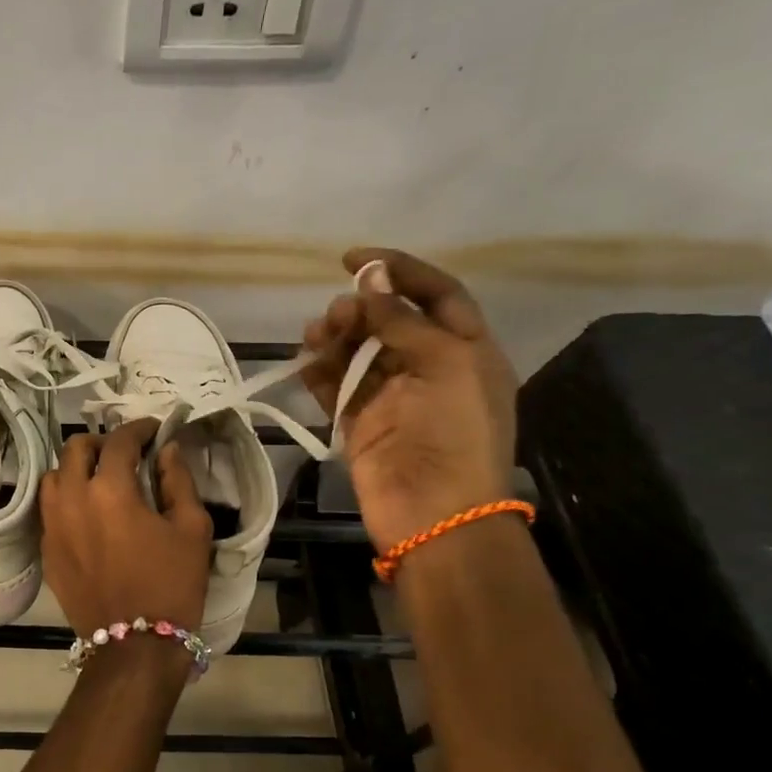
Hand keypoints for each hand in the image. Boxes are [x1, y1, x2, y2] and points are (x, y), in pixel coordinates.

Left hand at [39, 418, 212, 639]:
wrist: (135, 647)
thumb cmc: (171, 585)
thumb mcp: (191, 529)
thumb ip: (178, 481)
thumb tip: (166, 451)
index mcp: (109, 489)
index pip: (119, 441)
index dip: (138, 429)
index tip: (153, 430)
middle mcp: (71, 499)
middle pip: (74, 449)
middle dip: (101, 443)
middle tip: (125, 454)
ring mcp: (53, 526)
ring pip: (54, 477)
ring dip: (76, 468)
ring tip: (100, 479)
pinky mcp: (46, 550)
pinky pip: (49, 509)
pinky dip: (66, 498)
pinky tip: (87, 512)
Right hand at [299, 247, 517, 551]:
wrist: (434, 511)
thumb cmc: (455, 432)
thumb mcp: (445, 363)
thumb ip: (402, 320)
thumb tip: (370, 278)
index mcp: (465, 349)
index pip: (435, 294)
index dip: (399, 270)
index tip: (353, 259)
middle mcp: (429, 367)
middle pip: (388, 320)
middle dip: (359, 308)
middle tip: (336, 315)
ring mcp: (391, 395)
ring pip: (357, 351)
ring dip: (335, 337)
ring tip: (316, 337)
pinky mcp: (359, 421)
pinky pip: (335, 386)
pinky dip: (319, 372)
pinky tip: (306, 364)